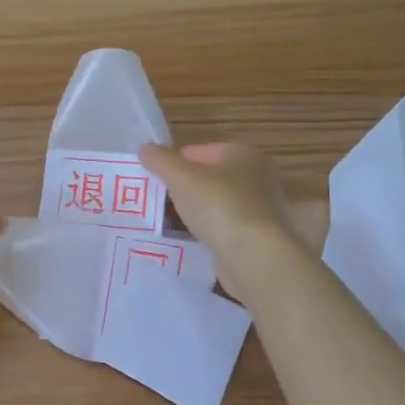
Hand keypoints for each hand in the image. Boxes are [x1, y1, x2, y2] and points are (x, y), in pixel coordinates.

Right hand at [139, 142, 321, 298]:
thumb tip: (144, 148)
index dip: (172, 165)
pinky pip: (223, 227)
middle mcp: (257, 176)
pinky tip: (190, 241)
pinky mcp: (258, 236)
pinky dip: (207, 232)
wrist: (255, 256)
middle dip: (182, 190)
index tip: (154, 183)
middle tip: (157, 204)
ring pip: (215, 204)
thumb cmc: (219, 206)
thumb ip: (160, 160)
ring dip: (193, 212)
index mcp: (243, 154)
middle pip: (207, 178)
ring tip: (167, 225)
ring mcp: (260, 208)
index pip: (197, 152)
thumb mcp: (181, 177)